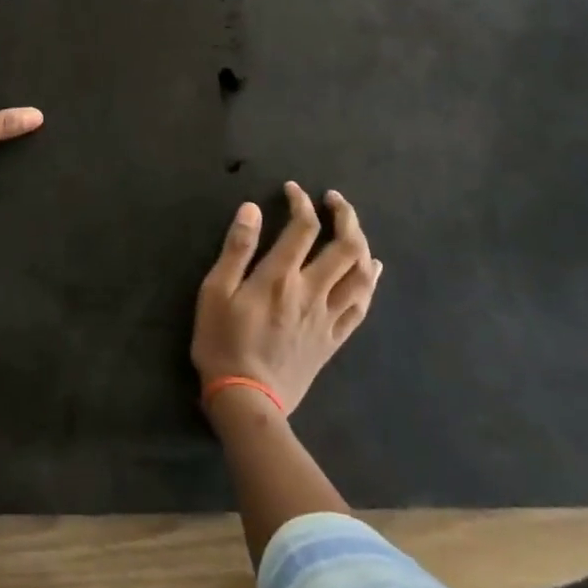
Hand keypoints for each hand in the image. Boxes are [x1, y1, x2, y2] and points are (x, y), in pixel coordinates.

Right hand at [190, 183, 380, 417]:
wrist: (246, 398)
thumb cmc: (222, 341)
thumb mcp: (214, 291)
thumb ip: (236, 249)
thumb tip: (252, 209)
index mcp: (280, 277)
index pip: (303, 227)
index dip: (301, 202)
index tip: (293, 189)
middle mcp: (311, 292)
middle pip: (345, 247)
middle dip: (345, 216)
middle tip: (334, 200)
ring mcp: (327, 317)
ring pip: (361, 275)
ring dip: (363, 245)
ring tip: (352, 228)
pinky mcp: (333, 339)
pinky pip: (361, 307)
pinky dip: (371, 282)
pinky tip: (373, 269)